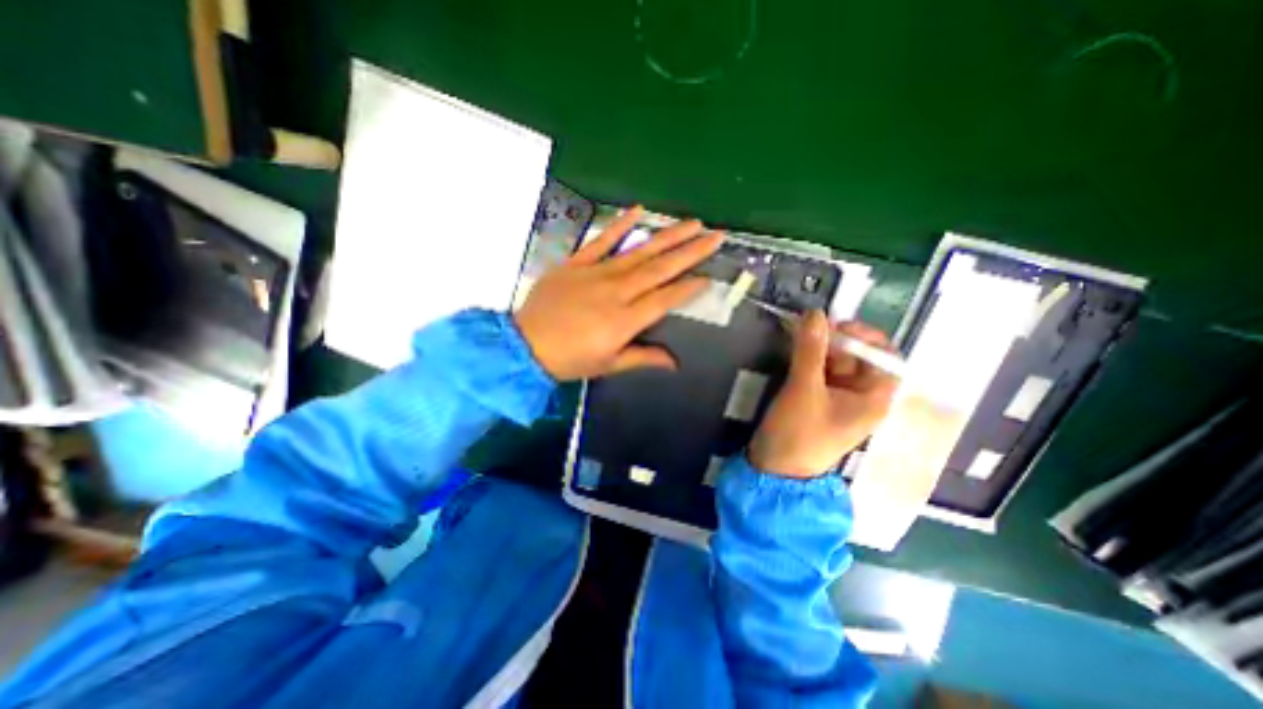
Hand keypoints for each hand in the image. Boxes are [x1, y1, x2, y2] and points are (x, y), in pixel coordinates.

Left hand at [511, 204, 726, 382]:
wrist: (526, 345)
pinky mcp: (577, 262)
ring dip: (667, 236)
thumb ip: (643, 357)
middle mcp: (616, 291)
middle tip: (715, 236)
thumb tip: (674, 363)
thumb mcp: (609, 364)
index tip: (709, 277)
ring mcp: (596, 273)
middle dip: (690, 252)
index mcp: (625, 319)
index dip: (689, 288)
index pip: (665, 298)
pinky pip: (601, 240)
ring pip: (639, 251)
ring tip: (692, 223)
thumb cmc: (570, 359)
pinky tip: (638, 210)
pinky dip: (620, 224)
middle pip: (660, 268)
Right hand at [749, 314, 897, 477]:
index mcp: (873, 399)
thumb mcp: (804, 389)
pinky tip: (793, 350)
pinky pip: (818, 372)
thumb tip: (815, 312)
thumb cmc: (799, 433)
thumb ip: (809, 350)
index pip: (886, 359)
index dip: (867, 338)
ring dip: (818, 347)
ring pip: (834, 363)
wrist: (774, 469)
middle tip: (809, 327)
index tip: (838, 326)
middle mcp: (860, 397)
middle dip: (836, 340)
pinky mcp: (816, 400)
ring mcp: (836, 399)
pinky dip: (808, 359)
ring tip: (797, 333)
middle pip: (857, 358)